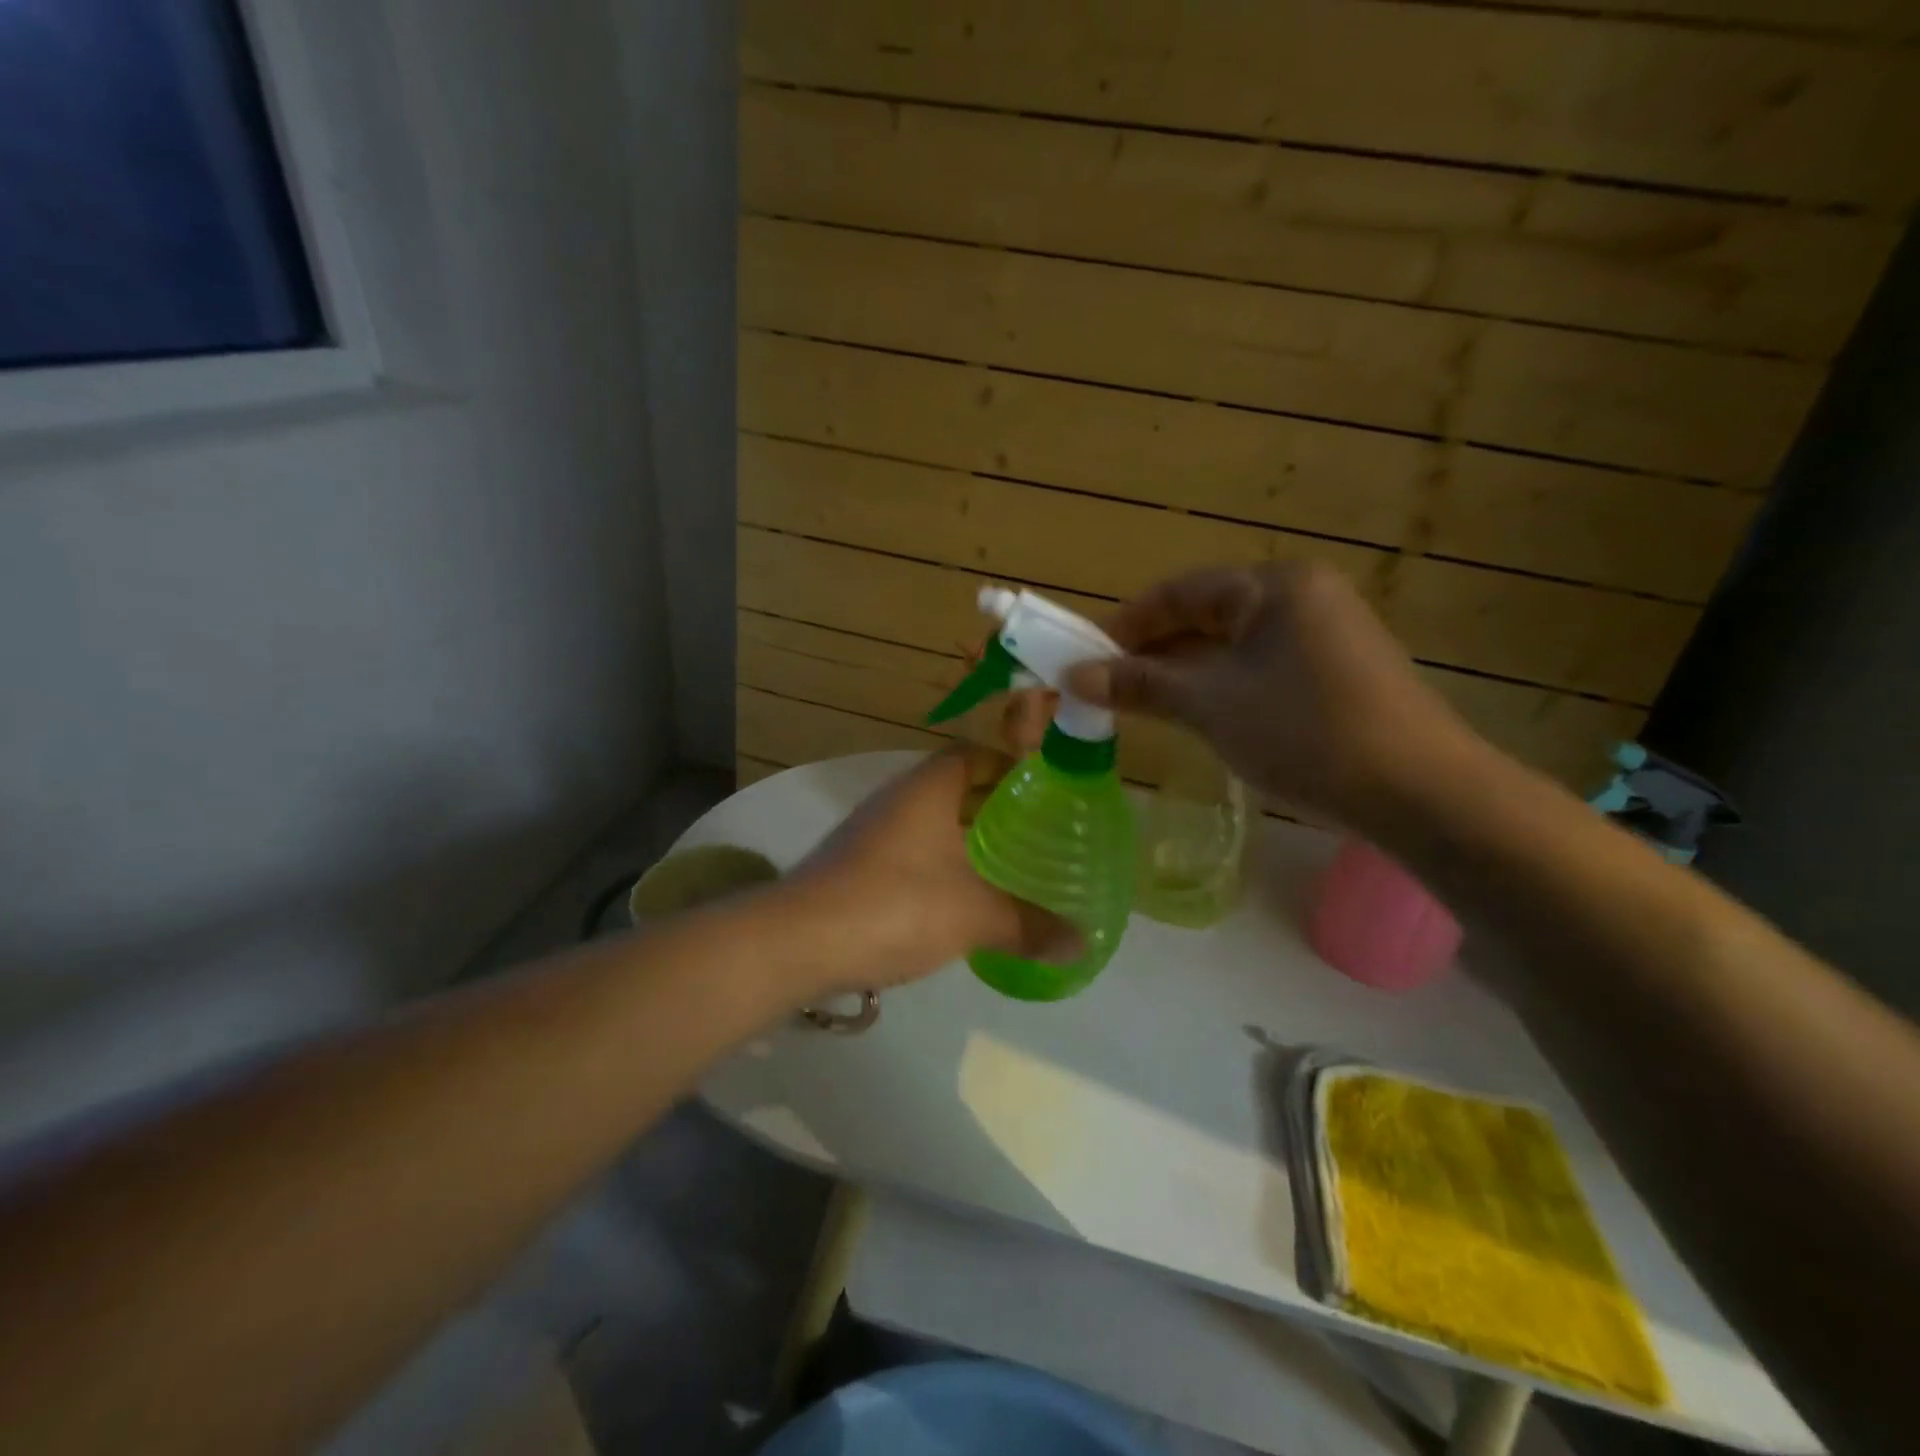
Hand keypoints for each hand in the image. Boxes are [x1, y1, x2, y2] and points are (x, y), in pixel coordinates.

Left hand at [785, 746, 1075, 993]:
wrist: (798, 941)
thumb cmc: (895, 906)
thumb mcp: (974, 916)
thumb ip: (1029, 925)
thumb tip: (1082, 942)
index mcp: (927, 788)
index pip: (972, 753)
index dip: (1008, 763)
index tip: (1042, 788)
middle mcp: (896, 799)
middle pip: (953, 787)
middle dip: (992, 805)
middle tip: (1034, 831)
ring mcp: (869, 832)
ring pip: (929, 822)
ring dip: (963, 837)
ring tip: (1004, 864)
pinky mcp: (853, 865)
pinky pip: (908, 852)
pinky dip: (937, 864)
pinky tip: (957, 899)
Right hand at [1066, 562, 1478, 830]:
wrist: (1419, 791)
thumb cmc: (1304, 731)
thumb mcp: (1210, 705)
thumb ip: (1140, 684)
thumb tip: (1073, 677)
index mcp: (1273, 586)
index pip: (1179, 590)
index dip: (1126, 623)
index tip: (1086, 657)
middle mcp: (1302, 595)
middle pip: (1206, 614)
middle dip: (1154, 650)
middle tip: (1109, 687)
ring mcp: (1326, 633)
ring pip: (1233, 645)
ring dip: (1185, 671)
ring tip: (1144, 704)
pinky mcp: (1339, 671)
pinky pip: (1261, 666)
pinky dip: (1222, 686)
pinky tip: (1201, 716)